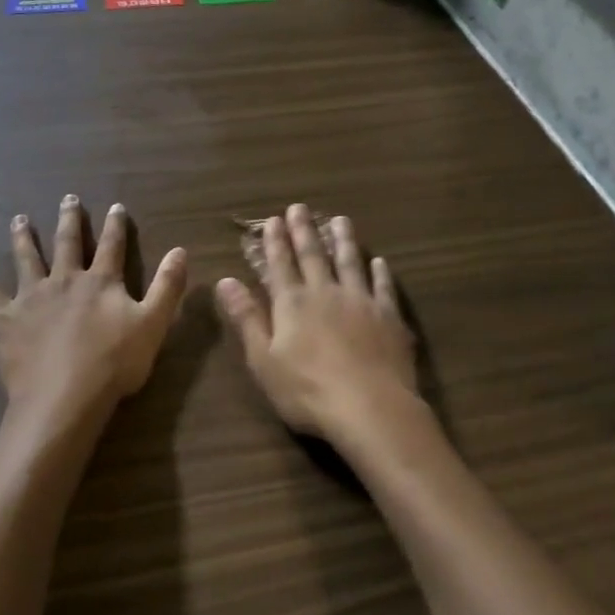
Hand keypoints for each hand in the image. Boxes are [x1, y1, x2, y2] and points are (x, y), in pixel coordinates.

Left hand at [0, 197, 187, 426]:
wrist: (64, 397)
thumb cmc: (114, 363)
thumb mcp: (153, 324)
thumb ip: (167, 286)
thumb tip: (180, 250)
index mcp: (101, 281)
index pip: (112, 245)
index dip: (116, 225)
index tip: (116, 206)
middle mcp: (66, 279)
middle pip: (68, 243)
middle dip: (70, 220)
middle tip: (68, 198)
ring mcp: (32, 297)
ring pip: (27, 259)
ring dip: (24, 237)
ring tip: (19, 219)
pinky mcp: (6, 319)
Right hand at [216, 204, 417, 444]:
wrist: (369, 406)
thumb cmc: (307, 391)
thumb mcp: (264, 360)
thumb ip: (247, 318)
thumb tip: (226, 281)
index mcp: (293, 304)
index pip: (280, 265)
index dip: (275, 242)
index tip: (273, 219)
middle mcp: (326, 293)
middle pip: (314, 256)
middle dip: (304, 231)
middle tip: (299, 207)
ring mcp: (360, 301)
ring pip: (350, 262)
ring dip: (344, 240)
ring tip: (340, 220)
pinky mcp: (388, 316)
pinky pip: (383, 287)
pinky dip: (380, 272)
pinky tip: (379, 261)